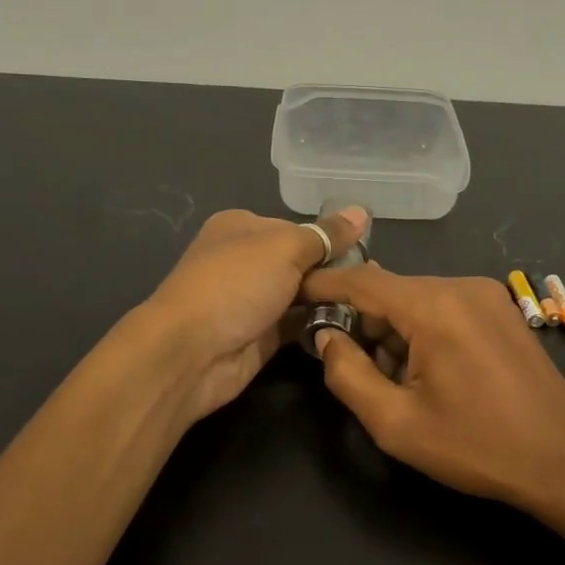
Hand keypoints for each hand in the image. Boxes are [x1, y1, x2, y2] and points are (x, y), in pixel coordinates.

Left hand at [144, 206, 369, 420]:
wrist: (191, 352)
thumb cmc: (236, 285)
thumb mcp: (285, 248)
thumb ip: (326, 235)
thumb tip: (362, 211)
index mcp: (242, 227)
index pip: (297, 228)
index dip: (330, 240)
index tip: (367, 254)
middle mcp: (245, 261)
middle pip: (301, 262)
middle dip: (334, 272)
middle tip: (374, 284)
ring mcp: (251, 301)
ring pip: (301, 296)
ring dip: (330, 301)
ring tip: (370, 306)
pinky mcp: (259, 336)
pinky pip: (298, 326)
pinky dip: (320, 325)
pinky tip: (352, 327)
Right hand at [300, 265, 564, 517]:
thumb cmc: (476, 447)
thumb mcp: (396, 423)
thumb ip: (348, 374)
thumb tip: (326, 338)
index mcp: (435, 306)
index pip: (361, 280)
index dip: (322, 285)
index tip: (291, 294)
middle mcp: (462, 286)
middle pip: (390, 291)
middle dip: (361, 322)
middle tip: (346, 364)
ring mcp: (488, 295)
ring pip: (416, 301)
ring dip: (393, 332)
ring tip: (394, 382)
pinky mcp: (502, 311)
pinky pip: (444, 308)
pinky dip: (421, 331)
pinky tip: (426, 373)